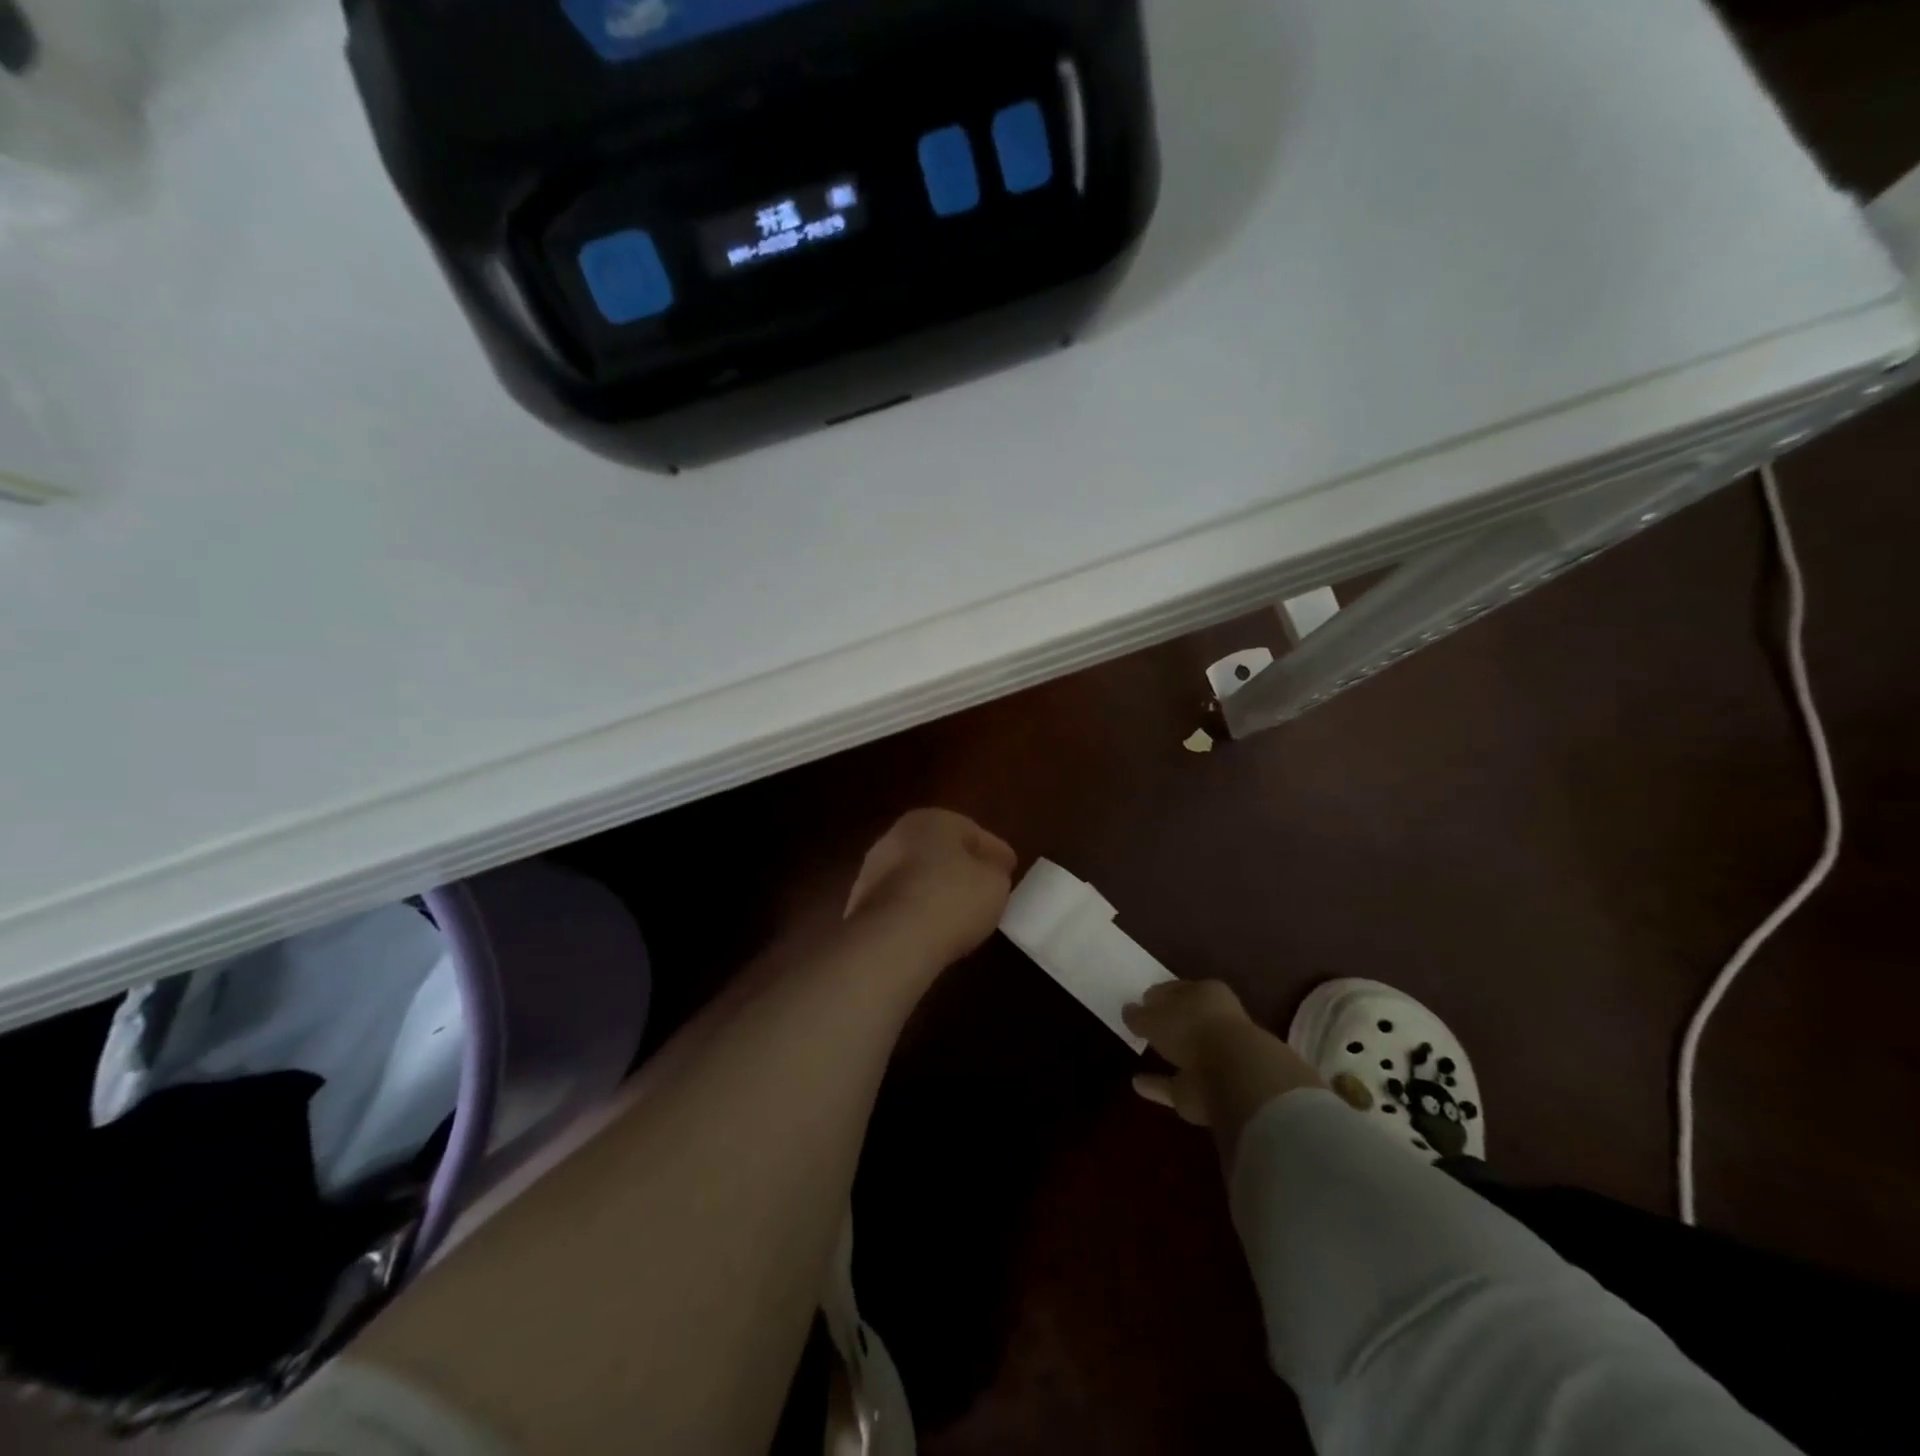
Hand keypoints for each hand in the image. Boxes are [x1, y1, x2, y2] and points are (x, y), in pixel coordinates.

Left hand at [844, 809, 1017, 973]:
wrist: (893, 939)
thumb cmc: (953, 899)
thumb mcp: (995, 883)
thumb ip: (995, 871)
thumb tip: (988, 870)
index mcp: (932, 820)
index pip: (972, 831)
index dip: (994, 850)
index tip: (1010, 868)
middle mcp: (897, 835)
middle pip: (939, 849)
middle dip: (960, 865)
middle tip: (984, 886)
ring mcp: (873, 869)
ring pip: (915, 874)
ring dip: (934, 887)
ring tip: (957, 911)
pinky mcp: (860, 903)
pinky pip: (900, 901)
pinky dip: (915, 909)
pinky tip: (930, 927)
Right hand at [1124, 981, 1323, 1153]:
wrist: (1234, 1076)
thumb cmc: (1192, 1027)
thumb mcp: (1154, 1014)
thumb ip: (1140, 1014)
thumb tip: (1129, 1010)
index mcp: (1207, 994)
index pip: (1180, 990)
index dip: (1161, 994)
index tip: (1142, 1000)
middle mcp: (1216, 1023)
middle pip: (1187, 1020)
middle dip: (1168, 1022)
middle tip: (1143, 1024)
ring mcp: (1217, 1058)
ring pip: (1187, 1053)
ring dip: (1167, 1054)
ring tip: (1141, 1051)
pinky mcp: (1210, 1091)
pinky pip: (1178, 1084)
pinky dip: (1159, 1084)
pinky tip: (1137, 1083)